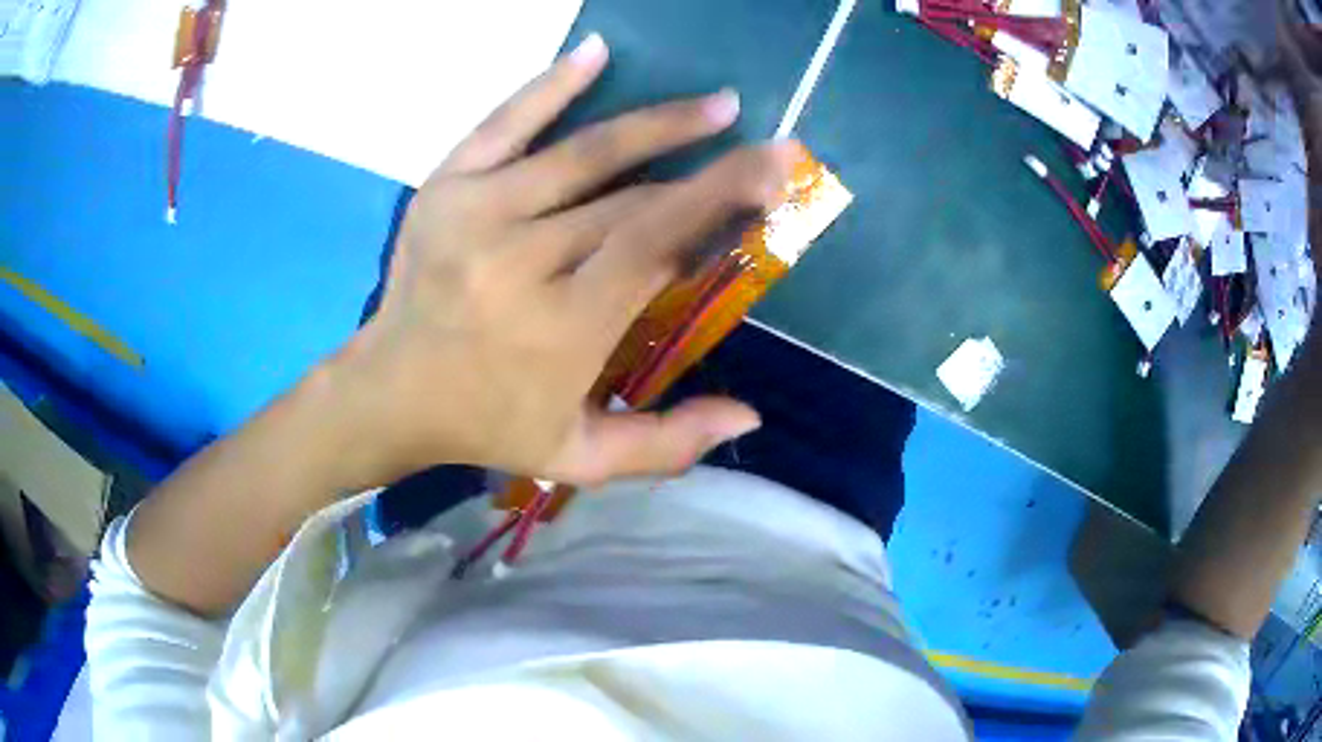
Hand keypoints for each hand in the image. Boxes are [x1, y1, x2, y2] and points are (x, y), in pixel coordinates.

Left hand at [331, 34, 799, 488]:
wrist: (388, 392)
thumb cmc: (486, 425)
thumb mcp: (576, 457)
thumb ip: (664, 445)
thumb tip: (750, 413)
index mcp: (559, 328)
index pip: (655, 246)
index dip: (722, 201)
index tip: (777, 172)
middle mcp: (519, 260)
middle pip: (631, 199)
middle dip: (709, 170)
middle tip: (765, 149)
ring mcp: (475, 211)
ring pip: (583, 153)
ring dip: (659, 124)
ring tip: (718, 105)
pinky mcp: (443, 186)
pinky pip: (503, 123)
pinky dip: (551, 85)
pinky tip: (596, 52)